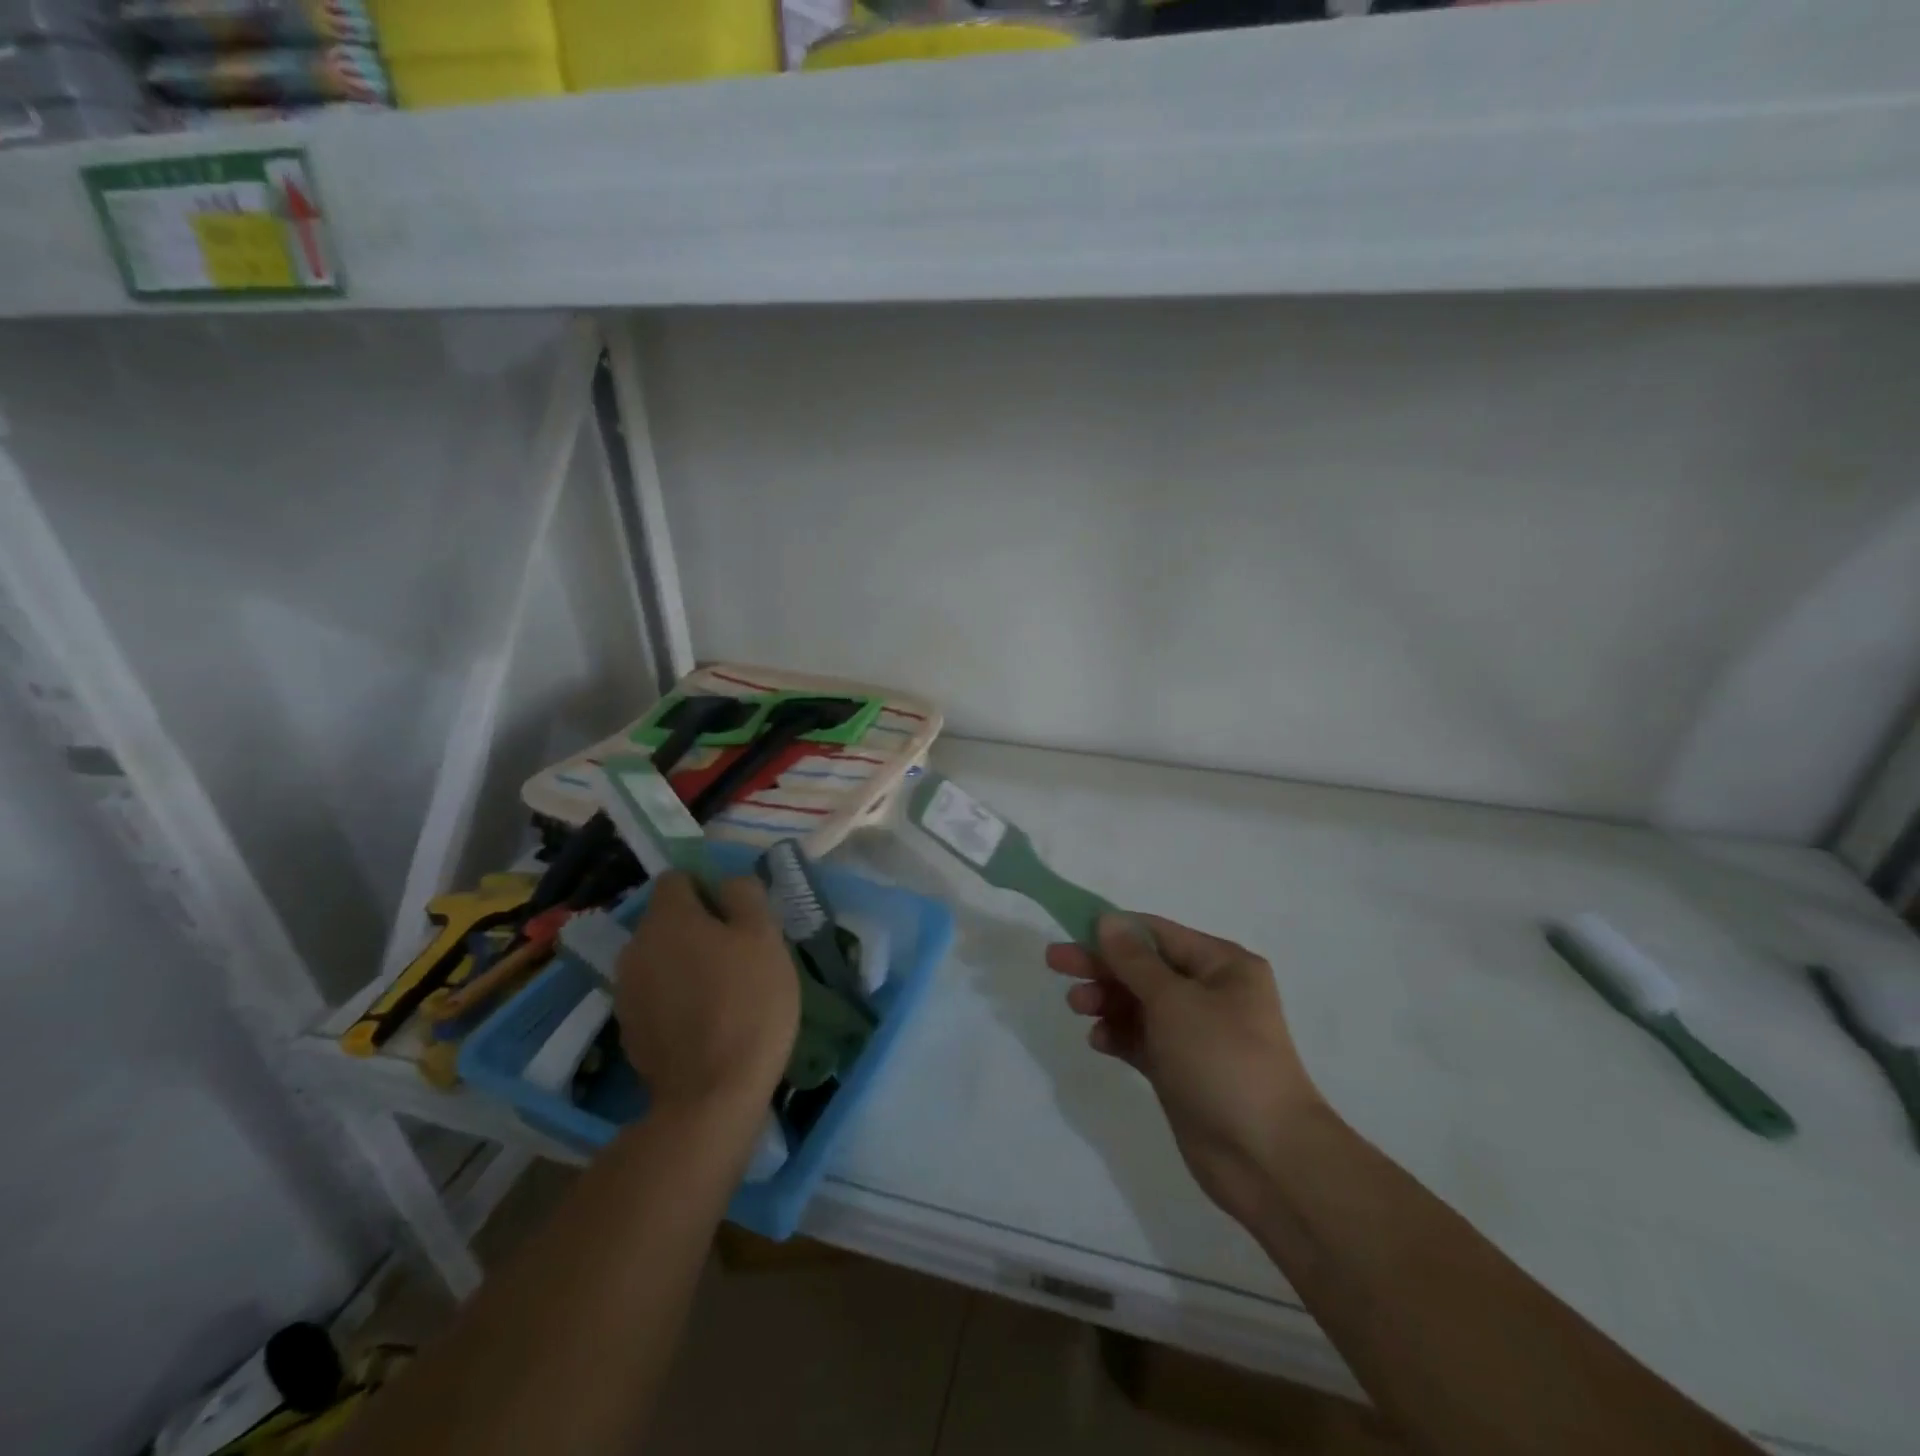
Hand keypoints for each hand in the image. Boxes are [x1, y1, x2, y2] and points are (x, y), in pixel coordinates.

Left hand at [615, 873, 798, 1113]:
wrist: (710, 1095)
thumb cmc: (747, 1003)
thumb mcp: (765, 937)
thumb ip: (746, 896)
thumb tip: (728, 883)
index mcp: (668, 917)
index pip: (678, 878)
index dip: (709, 888)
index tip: (737, 916)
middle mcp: (636, 945)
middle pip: (667, 919)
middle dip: (699, 927)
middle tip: (739, 954)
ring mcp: (626, 989)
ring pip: (661, 957)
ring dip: (687, 962)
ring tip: (724, 990)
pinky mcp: (627, 1028)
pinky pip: (655, 994)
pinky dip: (676, 997)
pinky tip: (705, 1021)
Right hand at [1048, 915, 1322, 1225]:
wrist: (1265, 1158)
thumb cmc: (1222, 1060)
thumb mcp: (1174, 1000)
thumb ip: (1134, 960)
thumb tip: (1108, 919)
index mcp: (1222, 965)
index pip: (1158, 934)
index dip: (1114, 931)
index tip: (1071, 930)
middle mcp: (1211, 993)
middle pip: (1144, 968)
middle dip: (1102, 965)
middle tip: (1055, 963)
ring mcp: (1196, 1034)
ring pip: (1140, 1004)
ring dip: (1107, 1000)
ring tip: (1077, 1006)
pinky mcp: (1181, 1070)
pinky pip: (1142, 1040)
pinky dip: (1119, 1035)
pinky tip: (1099, 1041)